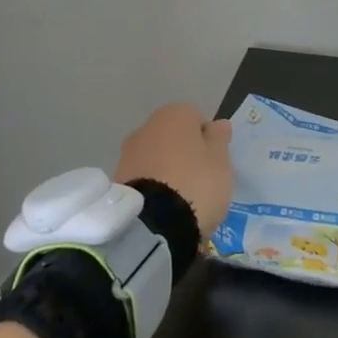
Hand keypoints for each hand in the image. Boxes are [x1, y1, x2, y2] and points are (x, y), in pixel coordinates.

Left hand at [115, 103, 233, 234]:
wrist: (151, 223)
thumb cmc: (196, 184)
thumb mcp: (220, 161)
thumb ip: (219, 139)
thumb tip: (218, 124)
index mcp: (175, 114)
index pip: (196, 118)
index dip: (207, 139)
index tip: (214, 162)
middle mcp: (147, 126)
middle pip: (173, 137)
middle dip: (184, 154)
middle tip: (199, 180)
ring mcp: (128, 153)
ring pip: (155, 157)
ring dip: (166, 171)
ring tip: (181, 200)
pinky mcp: (117, 180)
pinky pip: (143, 178)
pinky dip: (152, 187)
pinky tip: (162, 208)